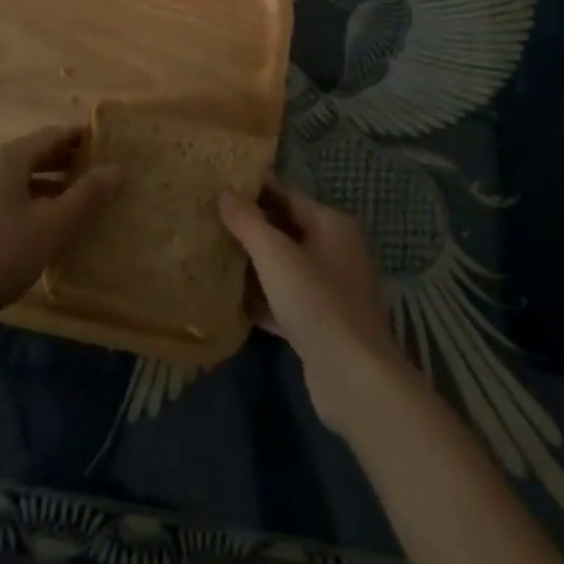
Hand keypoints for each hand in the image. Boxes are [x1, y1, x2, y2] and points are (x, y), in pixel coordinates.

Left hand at [0, 125, 122, 321]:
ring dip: (55, 185)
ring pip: (25, 178)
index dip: (83, 139)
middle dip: (71, 162)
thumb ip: (88, 195)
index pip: (54, 134)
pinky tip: (52, 227)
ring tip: (85, 201)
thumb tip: (118, 168)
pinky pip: (13, 198)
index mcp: (10, 157)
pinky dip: (37, 202)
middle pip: (39, 153)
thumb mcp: (53, 225)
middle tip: (104, 175)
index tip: (111, 147)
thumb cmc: (0, 253)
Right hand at [219, 182, 406, 431]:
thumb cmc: (316, 302)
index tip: (220, 184)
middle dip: (251, 225)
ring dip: (254, 262)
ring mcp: (330, 289)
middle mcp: (336, 250)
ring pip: (284, 266)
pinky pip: (284, 299)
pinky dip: (262, 297)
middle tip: (211, 217)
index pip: (287, 194)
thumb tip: (224, 193)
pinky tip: (231, 298)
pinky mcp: (320, 324)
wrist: (353, 379)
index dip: (254, 189)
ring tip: (214, 252)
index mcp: (332, 224)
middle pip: (286, 229)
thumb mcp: (275, 256)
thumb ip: (248, 222)